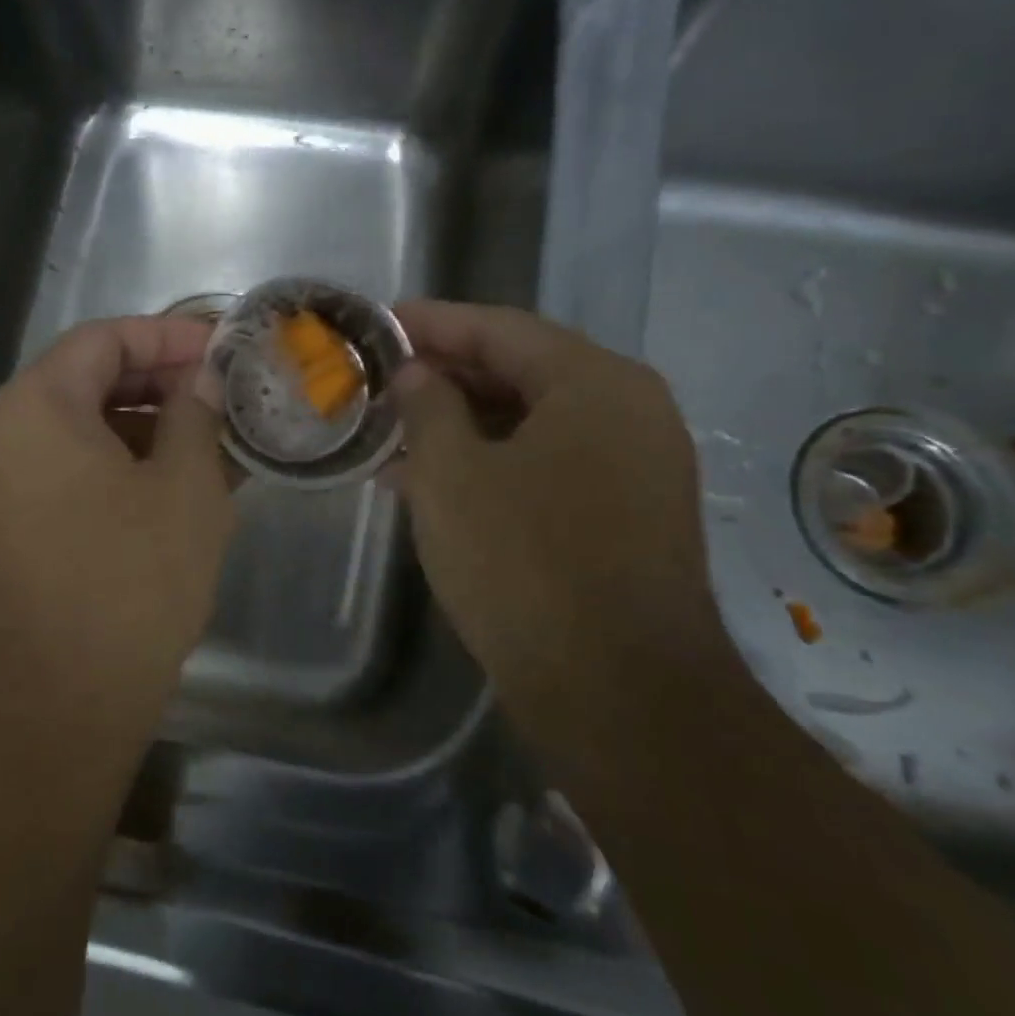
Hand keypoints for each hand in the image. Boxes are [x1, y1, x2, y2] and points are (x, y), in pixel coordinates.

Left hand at [0, 316, 235, 739]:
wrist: (56, 705)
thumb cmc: (128, 582)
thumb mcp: (184, 487)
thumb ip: (196, 414)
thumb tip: (202, 377)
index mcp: (35, 406)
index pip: (104, 339)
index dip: (169, 336)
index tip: (223, 349)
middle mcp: (5, 434)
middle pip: (90, 380)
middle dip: (163, 383)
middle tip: (226, 395)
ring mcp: (3, 485)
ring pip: (85, 431)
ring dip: (150, 429)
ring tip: (217, 443)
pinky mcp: (15, 527)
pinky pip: (74, 473)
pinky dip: (126, 467)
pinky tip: (181, 488)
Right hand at [390, 301, 721, 727]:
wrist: (618, 693)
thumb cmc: (524, 565)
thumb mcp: (451, 475)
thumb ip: (428, 407)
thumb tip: (419, 375)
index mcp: (595, 383)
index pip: (500, 328)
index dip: (432, 322)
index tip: (379, 322)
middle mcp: (629, 411)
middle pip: (521, 370)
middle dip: (444, 375)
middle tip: (380, 379)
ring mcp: (635, 466)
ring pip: (531, 422)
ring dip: (462, 425)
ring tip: (393, 433)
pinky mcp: (627, 515)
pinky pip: (548, 464)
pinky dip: (491, 463)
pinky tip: (434, 482)